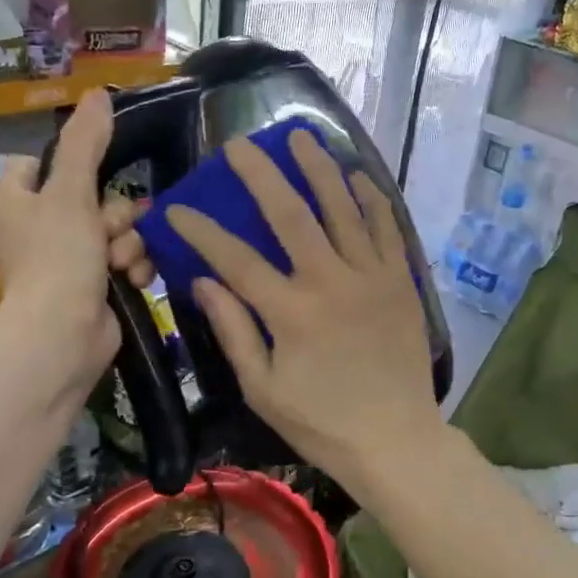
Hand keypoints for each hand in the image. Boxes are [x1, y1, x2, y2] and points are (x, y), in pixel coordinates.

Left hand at [0, 89, 153, 394]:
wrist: (64, 336)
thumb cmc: (58, 257)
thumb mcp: (71, 191)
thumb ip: (86, 143)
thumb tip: (98, 92)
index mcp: (14, 199)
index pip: (40, 162)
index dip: (71, 167)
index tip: (93, 176)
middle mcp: (35, 227)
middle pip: (90, 196)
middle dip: (113, 214)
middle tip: (109, 230)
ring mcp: (65, 260)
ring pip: (114, 230)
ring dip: (127, 243)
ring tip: (121, 262)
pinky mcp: (92, 286)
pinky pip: (123, 260)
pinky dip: (132, 267)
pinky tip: (134, 279)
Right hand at [166, 129, 442, 487]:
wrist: (395, 439)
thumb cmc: (321, 422)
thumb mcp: (263, 389)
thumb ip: (233, 331)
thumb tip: (202, 281)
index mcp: (291, 313)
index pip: (236, 259)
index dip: (202, 230)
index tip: (177, 207)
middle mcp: (332, 283)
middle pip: (291, 215)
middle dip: (261, 175)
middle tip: (240, 144)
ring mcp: (372, 277)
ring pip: (343, 209)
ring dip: (319, 169)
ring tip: (300, 137)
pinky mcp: (401, 281)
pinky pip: (387, 228)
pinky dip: (371, 199)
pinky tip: (356, 175)